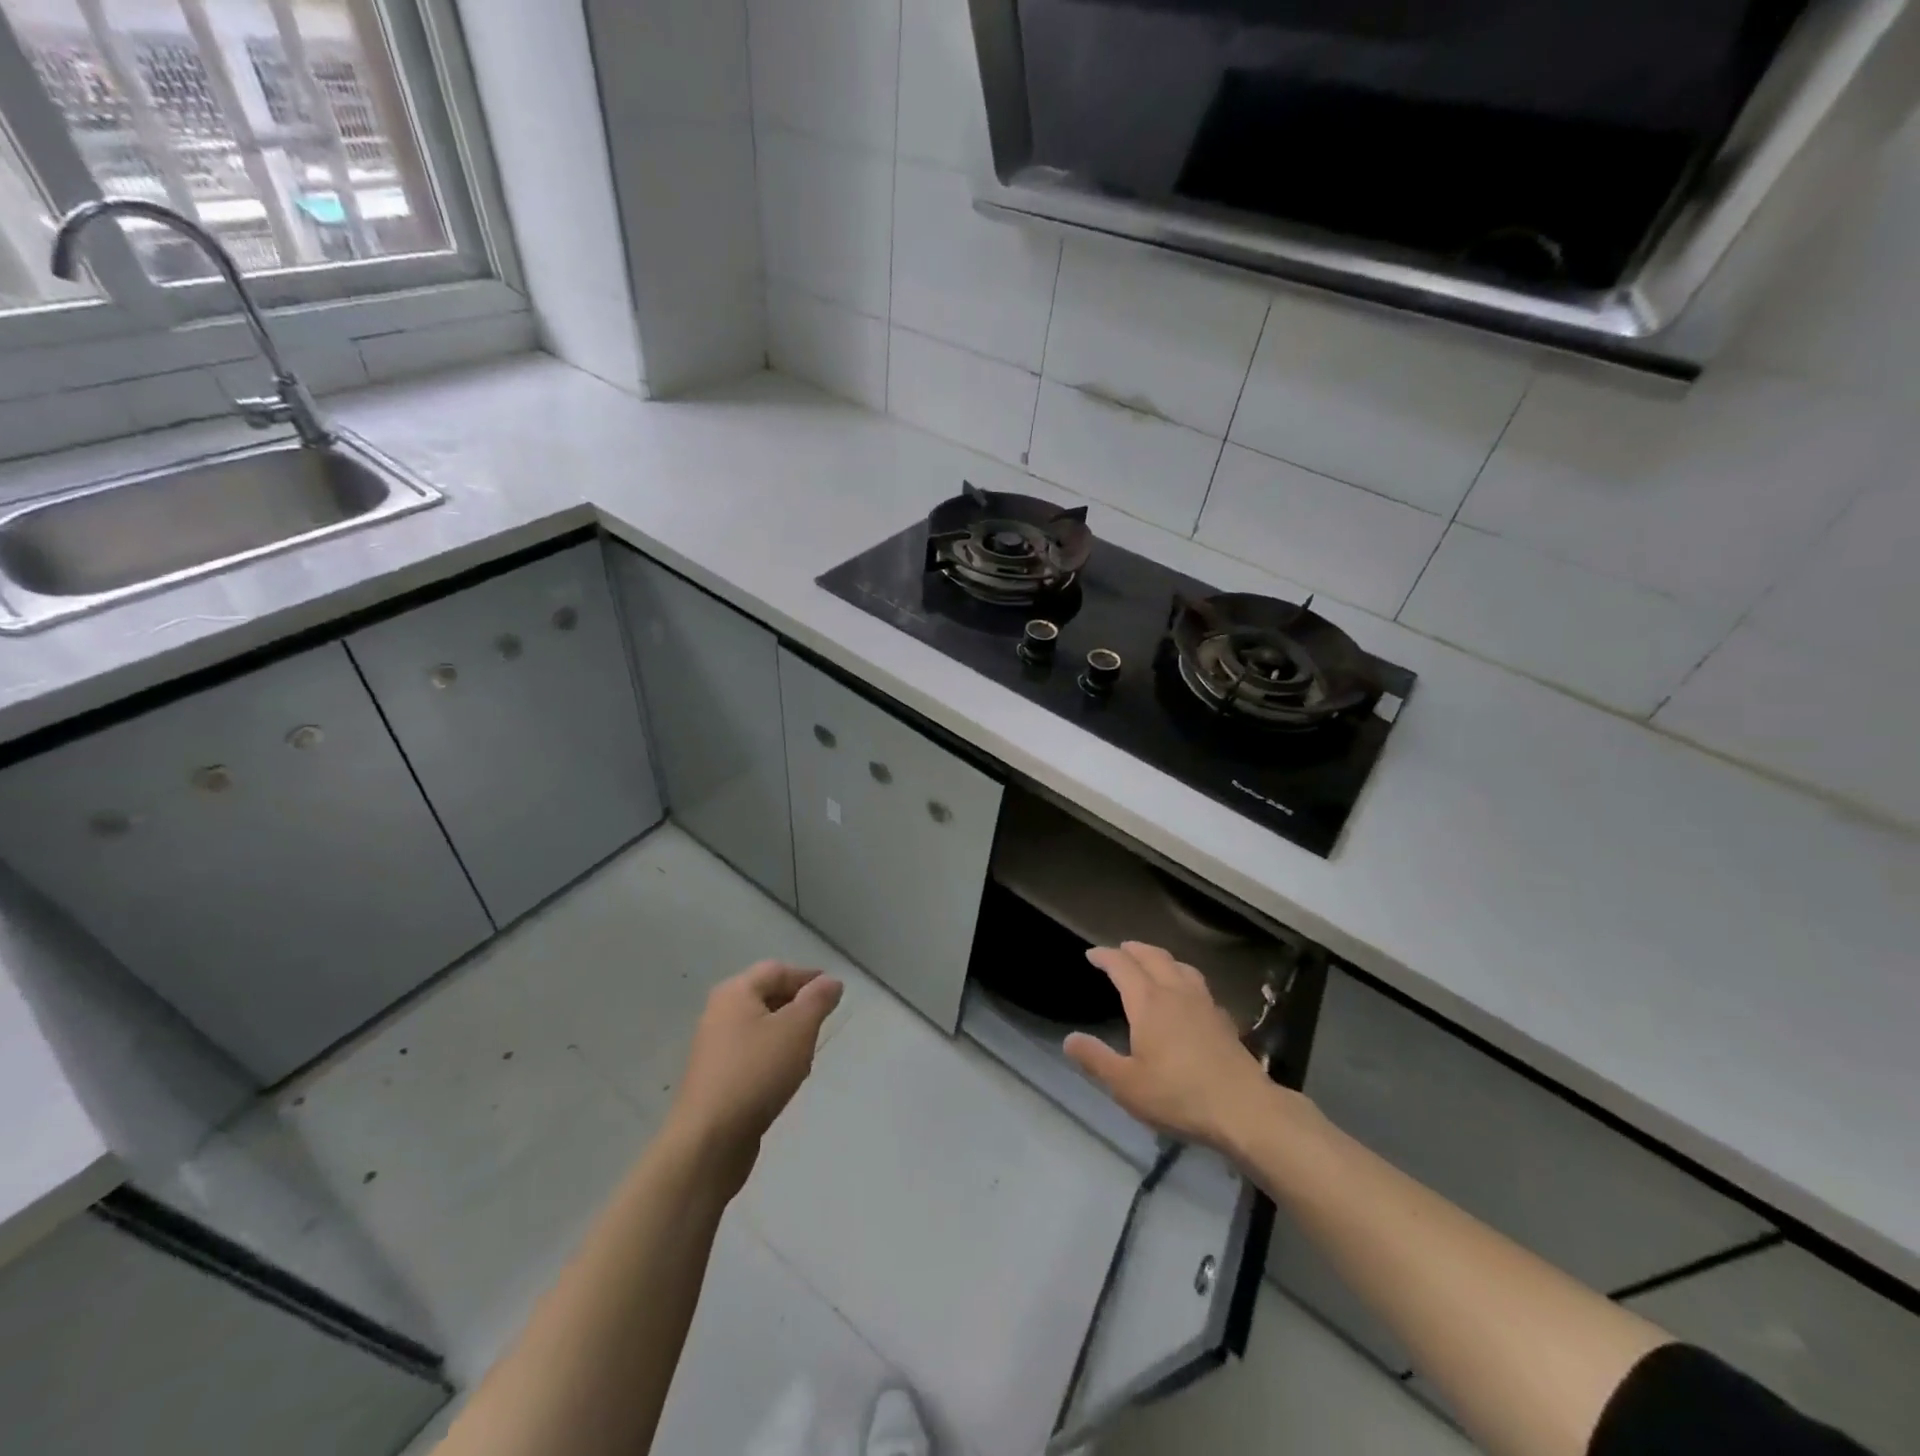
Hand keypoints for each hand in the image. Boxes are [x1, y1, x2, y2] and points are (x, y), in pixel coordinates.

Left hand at [666, 961, 842, 1188]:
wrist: (709, 1140)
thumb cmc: (756, 1072)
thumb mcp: (798, 1029)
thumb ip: (817, 1000)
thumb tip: (831, 981)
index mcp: (735, 992)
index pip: (777, 970)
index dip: (807, 977)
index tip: (834, 993)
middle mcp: (719, 1012)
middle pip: (766, 996)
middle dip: (798, 1005)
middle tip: (823, 1022)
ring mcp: (714, 1047)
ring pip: (760, 1027)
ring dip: (786, 1033)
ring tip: (807, 1053)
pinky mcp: (715, 1078)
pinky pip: (751, 1054)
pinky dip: (772, 1057)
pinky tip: (785, 1078)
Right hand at [1065, 942, 1277, 1152]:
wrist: (1244, 1109)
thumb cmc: (1178, 1095)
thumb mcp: (1126, 1084)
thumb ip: (1095, 1059)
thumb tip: (1069, 1039)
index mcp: (1148, 1002)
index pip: (1122, 966)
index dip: (1105, 956)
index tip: (1092, 954)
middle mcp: (1176, 992)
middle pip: (1153, 957)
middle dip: (1133, 950)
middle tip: (1120, 950)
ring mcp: (1204, 1003)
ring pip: (1180, 966)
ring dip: (1161, 958)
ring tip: (1153, 964)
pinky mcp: (1223, 1020)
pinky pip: (1199, 986)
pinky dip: (1184, 979)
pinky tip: (1187, 997)